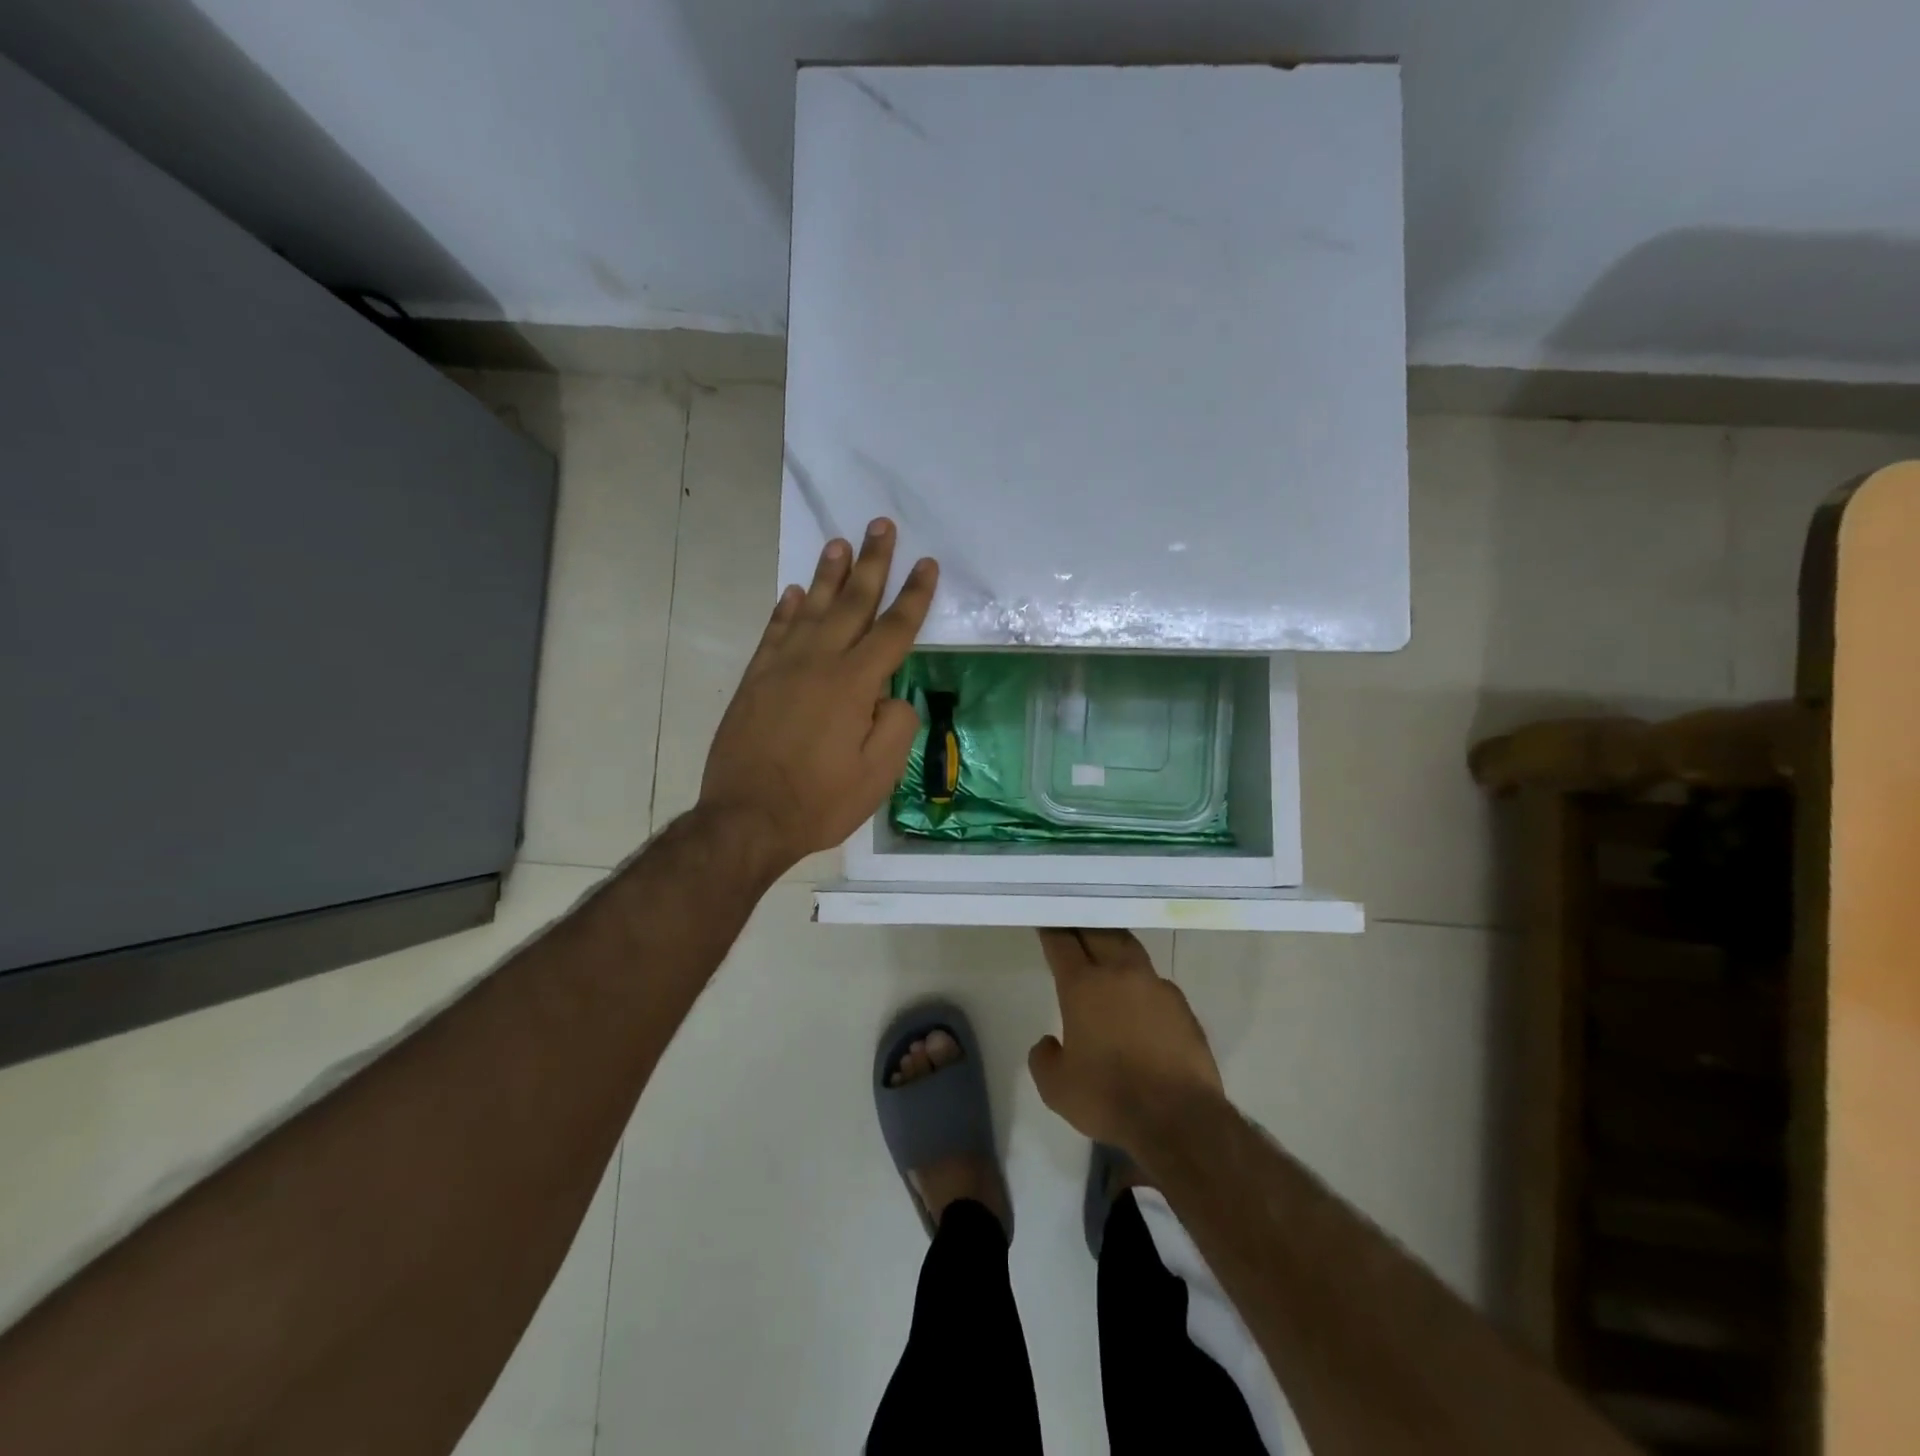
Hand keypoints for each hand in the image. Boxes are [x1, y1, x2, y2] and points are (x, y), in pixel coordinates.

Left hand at [699, 519, 936, 876]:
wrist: (746, 818)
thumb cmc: (820, 801)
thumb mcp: (878, 775)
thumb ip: (896, 726)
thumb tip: (892, 696)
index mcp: (854, 684)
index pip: (893, 630)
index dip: (914, 596)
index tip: (927, 564)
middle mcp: (818, 663)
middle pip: (852, 603)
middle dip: (872, 563)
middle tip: (881, 525)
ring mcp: (781, 668)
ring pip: (810, 609)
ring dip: (827, 574)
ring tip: (838, 543)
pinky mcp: (755, 680)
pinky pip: (774, 633)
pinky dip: (786, 610)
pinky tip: (794, 593)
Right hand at [1028, 929, 1226, 1153]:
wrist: (1179, 1118)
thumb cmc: (1109, 1098)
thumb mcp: (1057, 1088)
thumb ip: (1044, 1058)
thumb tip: (1049, 1042)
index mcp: (1083, 986)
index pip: (1062, 943)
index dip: (1051, 929)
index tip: (1045, 919)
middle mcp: (1119, 974)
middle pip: (1098, 932)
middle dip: (1082, 924)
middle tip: (1073, 920)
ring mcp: (1155, 985)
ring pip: (1130, 948)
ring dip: (1113, 941)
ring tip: (1105, 944)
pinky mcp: (1181, 1005)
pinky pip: (1154, 981)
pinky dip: (1140, 979)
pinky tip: (1138, 996)